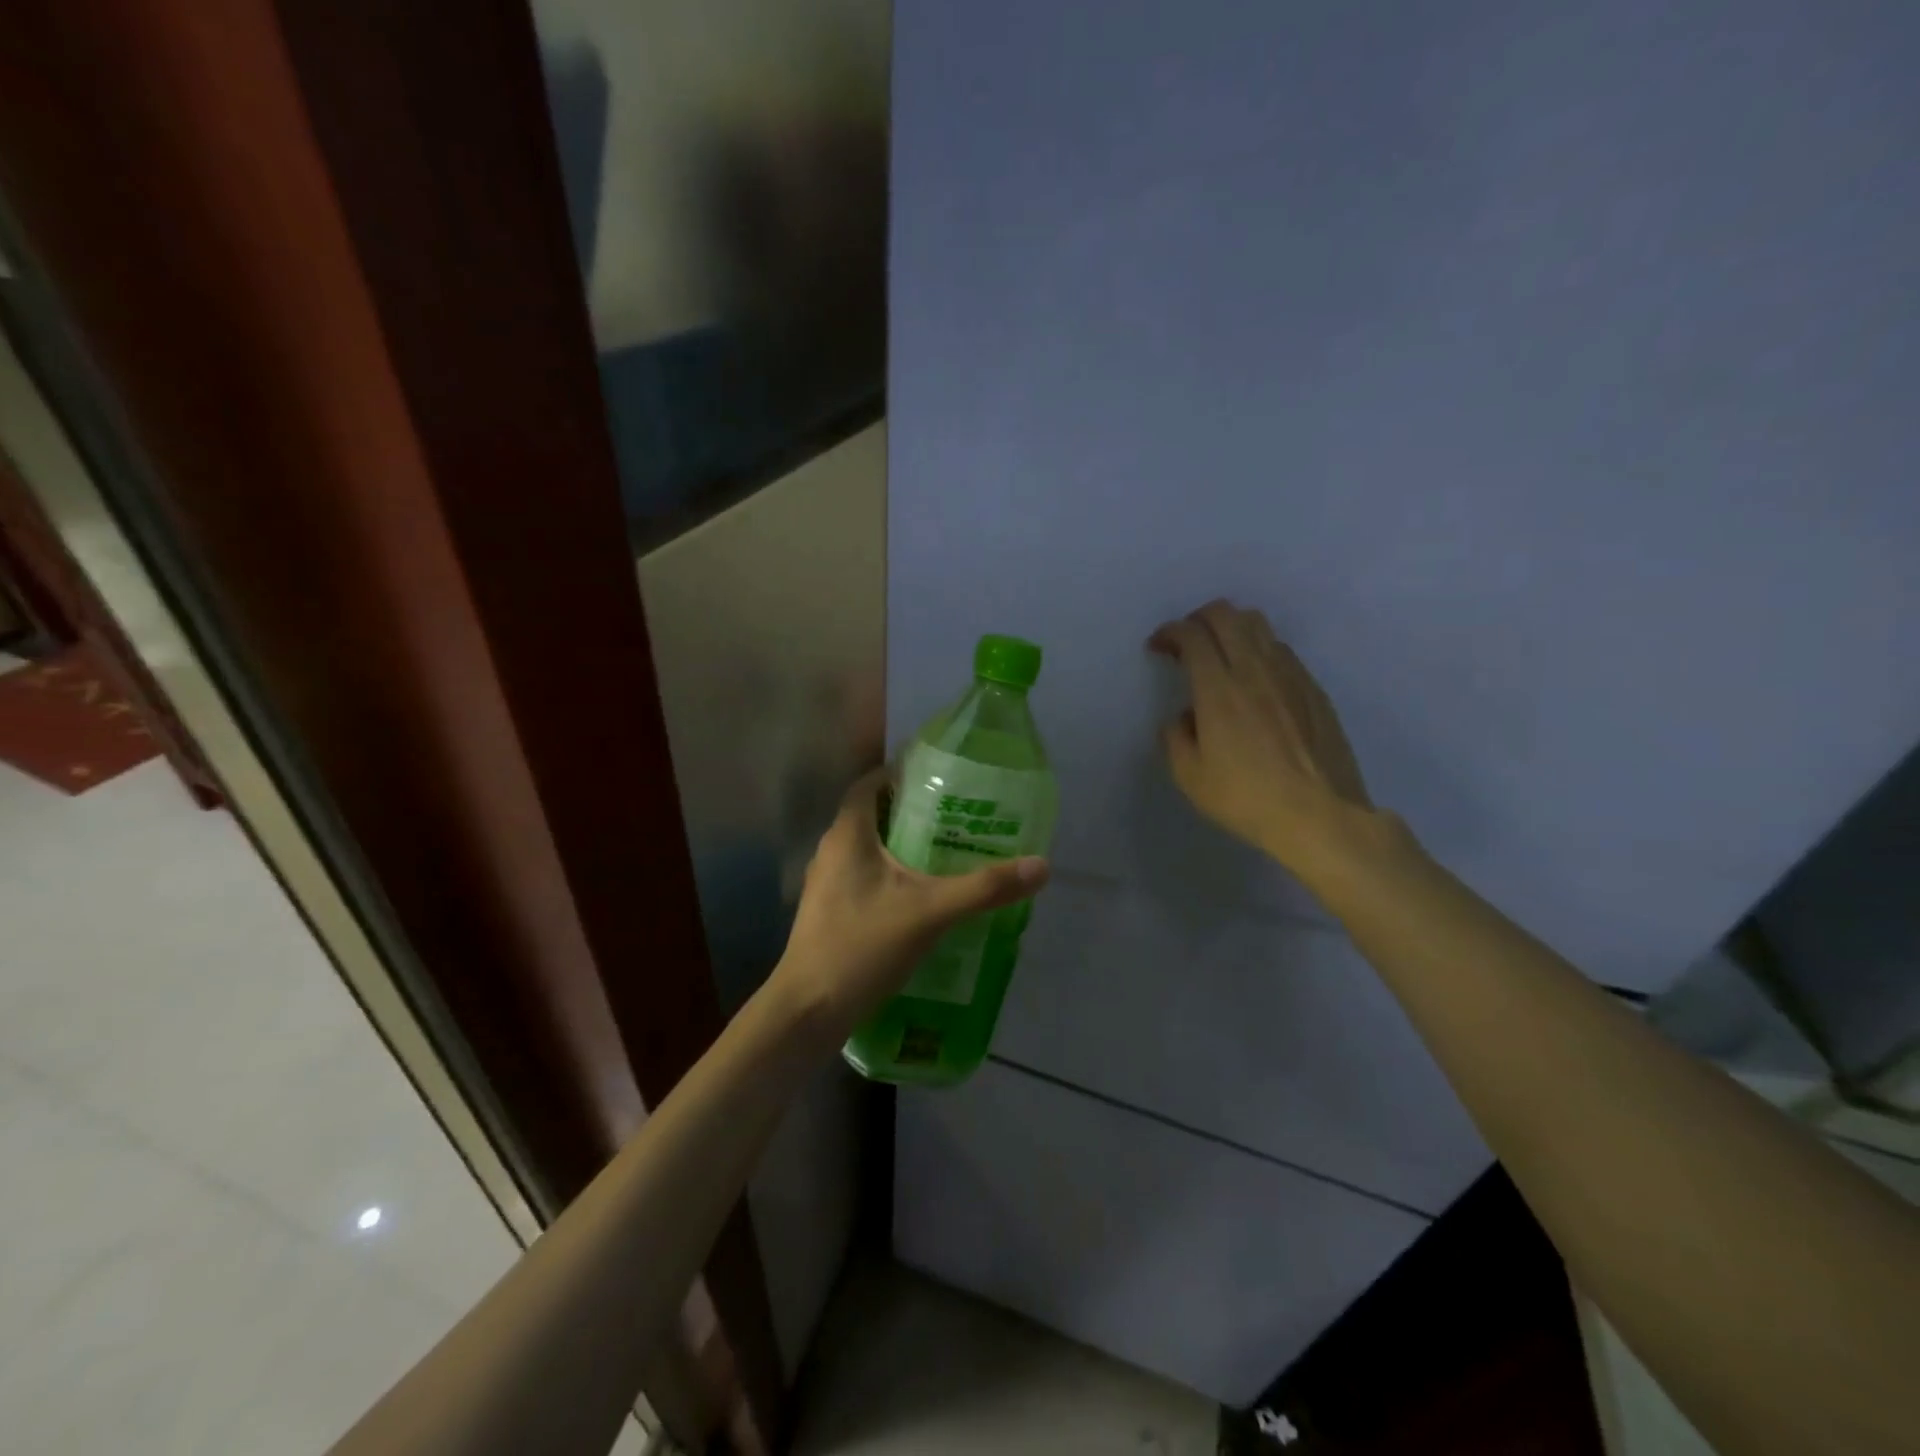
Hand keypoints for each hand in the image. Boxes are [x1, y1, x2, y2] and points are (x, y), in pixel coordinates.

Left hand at [771, 768, 1049, 1041]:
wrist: (808, 1011)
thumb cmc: (862, 946)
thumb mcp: (930, 912)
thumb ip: (984, 888)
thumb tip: (1041, 866)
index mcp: (847, 835)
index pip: (870, 784)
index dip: (900, 774)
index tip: (938, 777)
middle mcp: (831, 851)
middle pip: (872, 816)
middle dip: (911, 812)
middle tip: (956, 815)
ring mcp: (826, 884)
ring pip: (868, 850)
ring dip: (901, 846)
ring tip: (946, 852)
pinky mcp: (830, 912)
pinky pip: (864, 878)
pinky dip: (891, 876)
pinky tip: (921, 897)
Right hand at [1149, 599, 1375, 877]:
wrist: (1319, 815)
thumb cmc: (1246, 798)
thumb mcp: (1190, 776)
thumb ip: (1176, 736)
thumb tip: (1184, 716)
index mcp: (1218, 690)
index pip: (1191, 635)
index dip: (1169, 632)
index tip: (1158, 647)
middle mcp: (1254, 670)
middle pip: (1226, 615)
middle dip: (1198, 618)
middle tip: (1187, 641)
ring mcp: (1290, 675)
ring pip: (1259, 625)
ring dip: (1232, 628)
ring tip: (1221, 652)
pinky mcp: (1314, 689)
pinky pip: (1282, 650)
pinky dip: (1260, 649)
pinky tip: (1256, 678)